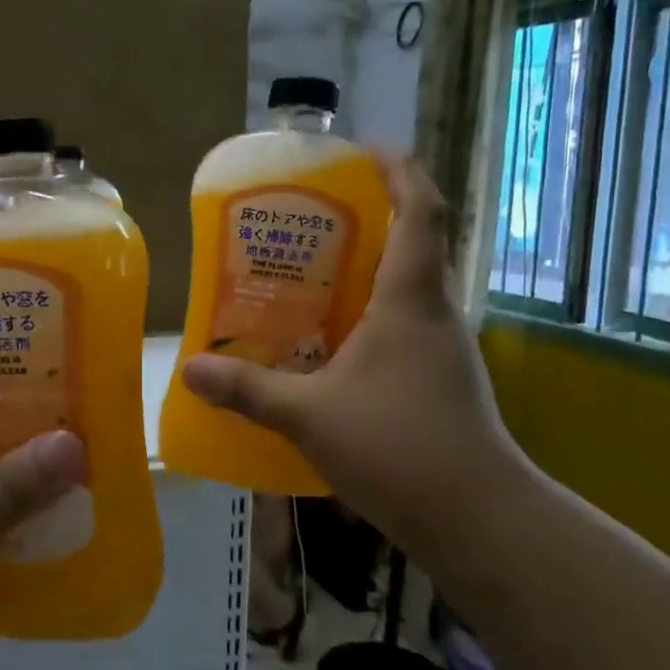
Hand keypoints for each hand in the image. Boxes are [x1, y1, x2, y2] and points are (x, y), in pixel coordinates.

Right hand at [181, 153, 524, 538]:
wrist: (479, 519)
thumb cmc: (398, 448)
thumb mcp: (310, 416)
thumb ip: (249, 390)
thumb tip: (190, 369)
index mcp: (411, 301)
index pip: (421, 212)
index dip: (401, 171)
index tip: (368, 150)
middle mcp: (435, 314)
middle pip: (414, 245)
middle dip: (373, 219)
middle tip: (313, 220)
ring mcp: (443, 350)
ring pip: (408, 290)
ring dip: (368, 272)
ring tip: (311, 277)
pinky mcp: (441, 381)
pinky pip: (404, 327)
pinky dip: (371, 317)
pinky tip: (331, 344)